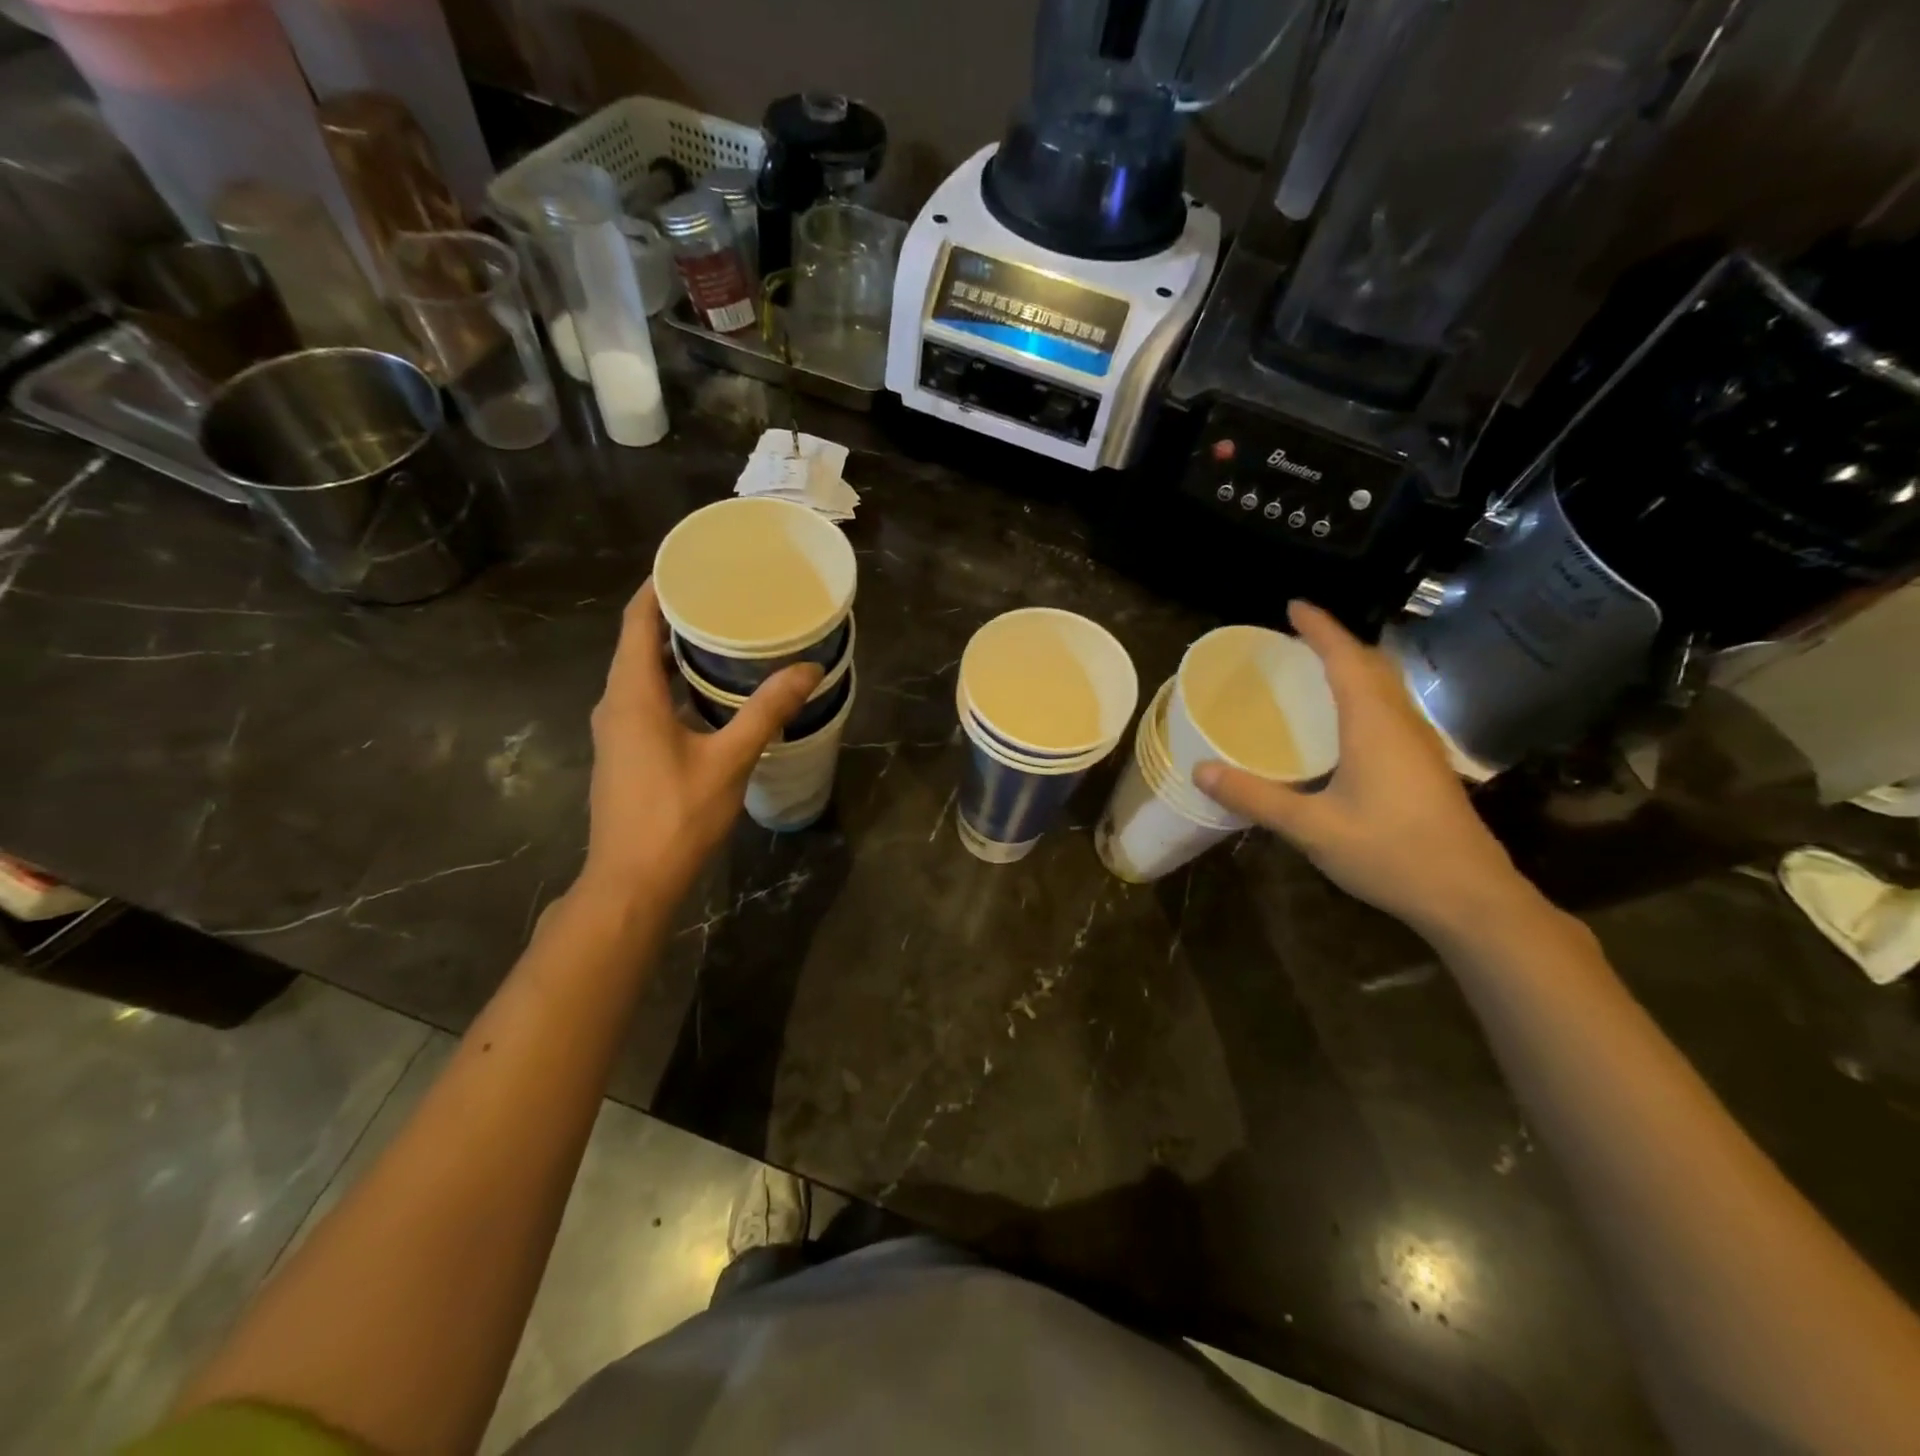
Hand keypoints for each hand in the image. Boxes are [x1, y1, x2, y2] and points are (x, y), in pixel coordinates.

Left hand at [575, 580, 820, 909]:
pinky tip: (709, 693)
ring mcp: (616, 731)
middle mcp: (615, 704)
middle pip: (638, 643)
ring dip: (675, 652)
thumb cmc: (676, 816)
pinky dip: (672, 683)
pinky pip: (645, 700)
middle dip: (675, 616)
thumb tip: (808, 670)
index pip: (637, 621)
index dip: (659, 587)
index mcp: (632, 695)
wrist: (631, 882)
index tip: (693, 564)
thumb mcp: (729, 760)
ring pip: (642, 674)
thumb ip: (766, 712)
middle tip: (723, 598)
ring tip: (722, 637)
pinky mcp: (624, 753)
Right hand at [1194, 601, 1533, 938]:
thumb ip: (1256, 797)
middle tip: (1299, 638)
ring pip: (1387, 688)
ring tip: (1316, 672)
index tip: (1294, 605)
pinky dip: (1364, 697)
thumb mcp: (1312, 828)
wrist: (1471, 897)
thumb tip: (1201, 770)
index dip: (1320, 628)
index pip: (1346, 659)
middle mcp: (1401, 724)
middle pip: (1372, 665)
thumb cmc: (1391, 853)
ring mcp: (1420, 746)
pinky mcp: (1427, 768)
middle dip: (1337, 643)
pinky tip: (1345, 726)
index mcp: (1374, 725)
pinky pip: (1390, 712)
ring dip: (1354, 668)